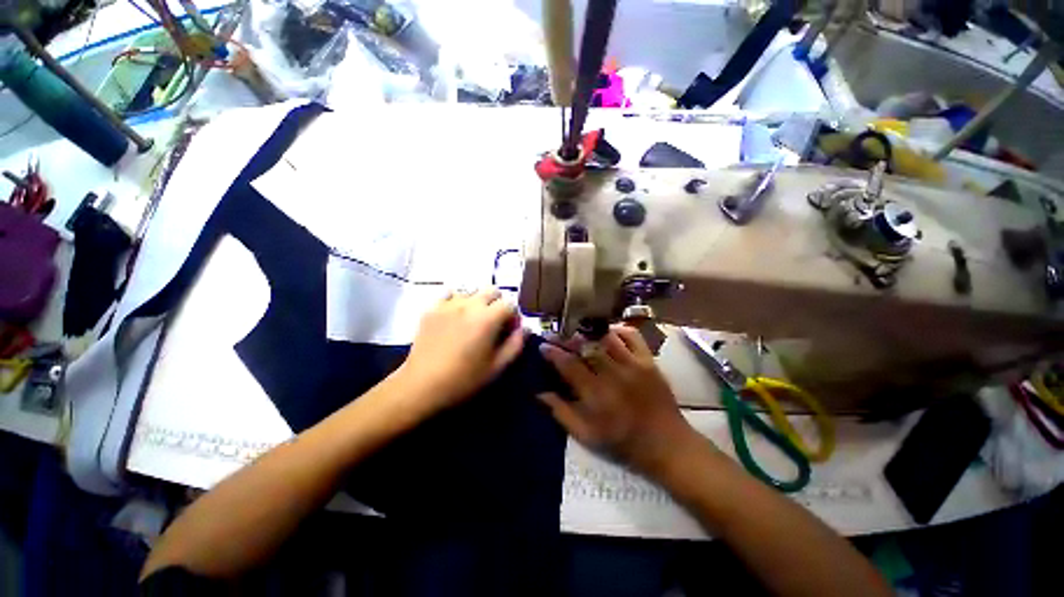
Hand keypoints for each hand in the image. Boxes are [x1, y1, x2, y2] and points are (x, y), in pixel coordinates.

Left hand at [394, 288, 524, 413]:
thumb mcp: (497, 367)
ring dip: (478, 302)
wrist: (421, 386)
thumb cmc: (464, 379)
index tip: (509, 331)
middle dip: (498, 304)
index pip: (510, 304)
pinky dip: (457, 301)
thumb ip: (516, 344)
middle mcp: (470, 305)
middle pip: (492, 291)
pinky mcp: (432, 308)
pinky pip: (450, 294)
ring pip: (471, 291)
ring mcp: (448, 304)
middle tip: (493, 324)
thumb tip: (524, 328)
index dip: (513, 316)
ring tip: (472, 321)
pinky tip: (454, 317)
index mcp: (488, 318)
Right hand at [538, 325, 698, 476]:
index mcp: (596, 394)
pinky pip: (632, 336)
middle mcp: (613, 374)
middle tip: (558, 336)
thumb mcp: (586, 436)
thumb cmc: (623, 442)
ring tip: (580, 332)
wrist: (667, 444)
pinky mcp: (648, 361)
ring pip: (606, 338)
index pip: (569, 365)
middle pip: (586, 347)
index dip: (554, 353)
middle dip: (568, 339)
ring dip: (590, 333)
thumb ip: (561, 413)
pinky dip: (619, 330)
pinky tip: (609, 332)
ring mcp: (633, 365)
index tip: (543, 346)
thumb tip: (539, 393)